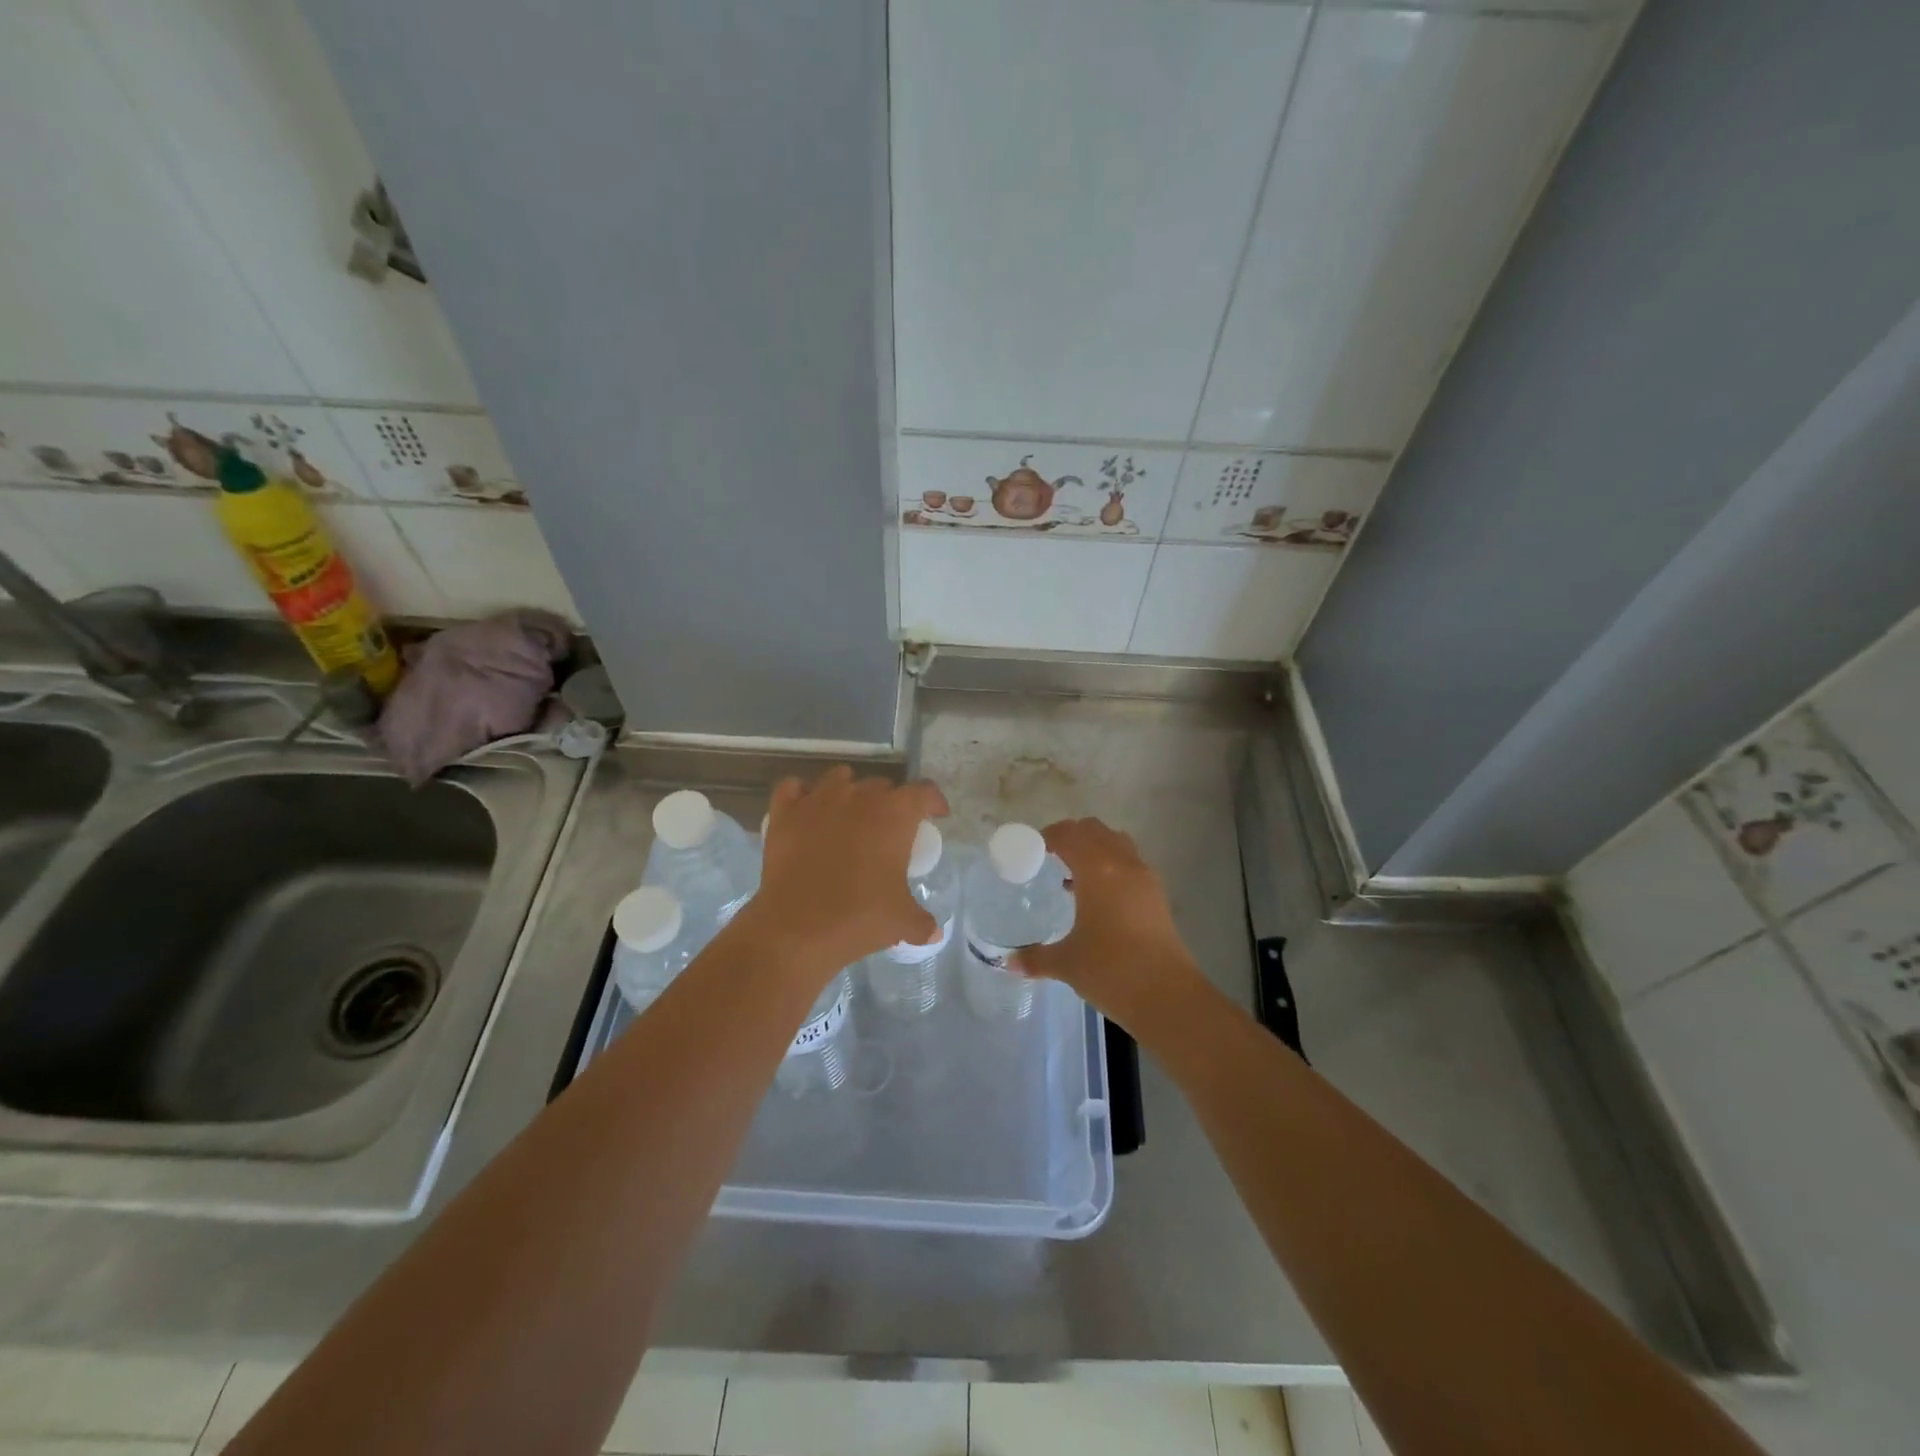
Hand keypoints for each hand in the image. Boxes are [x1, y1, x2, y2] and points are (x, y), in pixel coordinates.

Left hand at [740, 765, 948, 979]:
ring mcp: (819, 799)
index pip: (924, 792)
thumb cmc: (858, 917)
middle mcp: (859, 796)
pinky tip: (807, 810)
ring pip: (839, 777)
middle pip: (882, 785)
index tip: (935, 815)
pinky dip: (802, 794)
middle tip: (889, 828)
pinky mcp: (785, 812)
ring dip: (850, 790)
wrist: (797, 928)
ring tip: (849, 813)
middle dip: (890, 801)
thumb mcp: (901, 922)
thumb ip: (922, 922)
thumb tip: (934, 932)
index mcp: (895, 814)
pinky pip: (794, 787)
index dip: (933, 801)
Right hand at [1014, 818, 1206, 1024]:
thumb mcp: (1066, 963)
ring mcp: (1144, 878)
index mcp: (1097, 870)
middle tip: (1049, 857)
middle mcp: (1122, 864)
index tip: (1031, 849)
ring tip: (1073, 874)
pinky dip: (1111, 866)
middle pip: (1094, 831)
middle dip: (1071, 836)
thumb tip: (1008, 962)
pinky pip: (1130, 864)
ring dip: (1094, 848)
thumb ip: (1035, 958)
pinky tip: (1096, 898)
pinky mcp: (1157, 895)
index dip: (1049, 836)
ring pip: (1116, 843)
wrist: (1167, 996)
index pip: (1069, 835)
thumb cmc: (1111, 970)